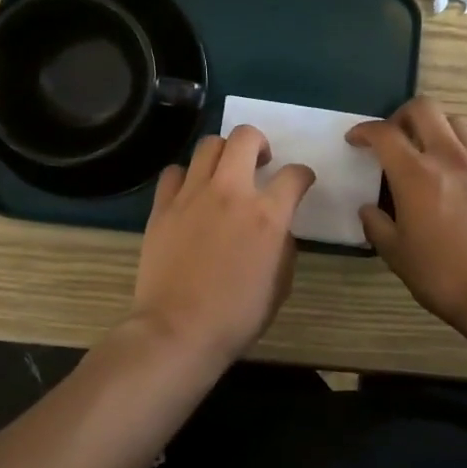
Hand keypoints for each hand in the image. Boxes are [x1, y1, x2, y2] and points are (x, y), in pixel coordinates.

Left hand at [129, 126, 315, 365]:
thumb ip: (284, 246)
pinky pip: (174, 172)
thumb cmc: (236, 316)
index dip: (303, 175)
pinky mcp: (163, 206)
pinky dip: (186, 177)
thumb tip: (277, 228)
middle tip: (260, 162)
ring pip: (208, 145)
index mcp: (267, 214)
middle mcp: (231, 192)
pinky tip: (190, 193)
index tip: (301, 182)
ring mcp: (192, 195)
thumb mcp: (280, 284)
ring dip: (222, 153)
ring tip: (224, 172)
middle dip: (259, 142)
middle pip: (245, 137)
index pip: (294, 174)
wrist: (177, 330)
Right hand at [346, 96, 466, 334]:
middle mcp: (450, 158)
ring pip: (456, 124)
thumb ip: (377, 225)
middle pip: (425, 108)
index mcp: (416, 175)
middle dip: (402, 115)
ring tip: (426, 156)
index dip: (364, 130)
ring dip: (435, 130)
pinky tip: (456, 188)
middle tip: (394, 138)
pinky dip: (459, 158)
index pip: (385, 133)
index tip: (356, 140)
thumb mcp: (397, 255)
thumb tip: (370, 209)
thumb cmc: (444, 276)